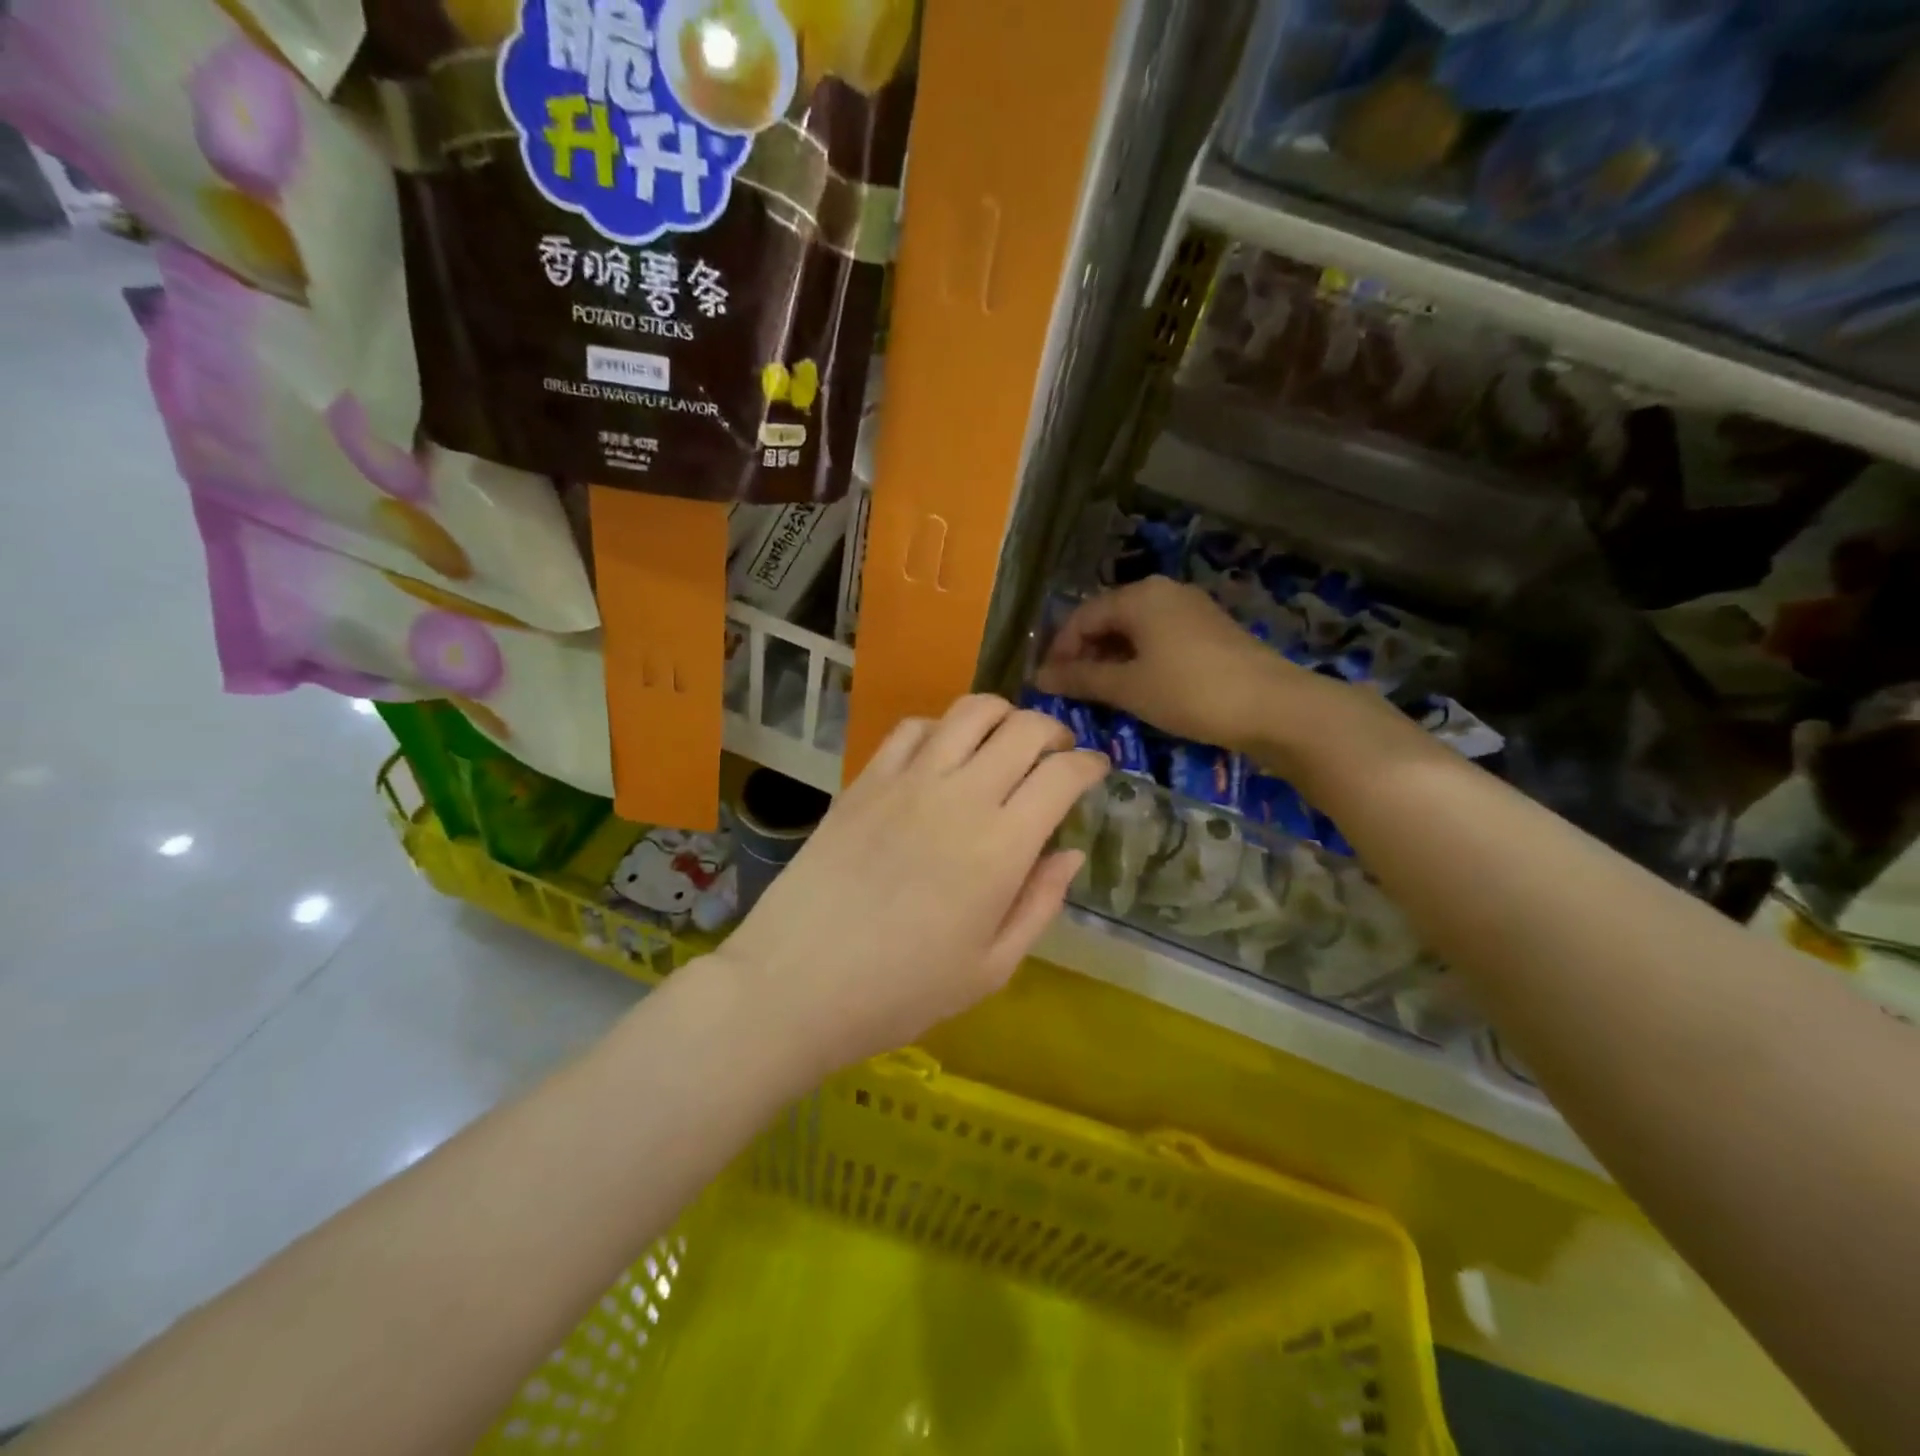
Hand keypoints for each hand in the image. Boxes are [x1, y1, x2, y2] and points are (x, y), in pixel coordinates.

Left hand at [715, 695, 1108, 1076]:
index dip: (1091, 765)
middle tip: (1058, 753)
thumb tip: (1070, 853)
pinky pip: (912, 728)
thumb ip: (1038, 904)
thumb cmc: (901, 992)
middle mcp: (960, 797)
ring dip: (1002, 715)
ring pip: (969, 712)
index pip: (1062, 776)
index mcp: (1001, 847)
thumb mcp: (990, 969)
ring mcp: (907, 781)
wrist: (795, 984)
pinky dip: (942, 727)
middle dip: (1054, 731)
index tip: (1098, 770)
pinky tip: (943, 752)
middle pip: (1023, 729)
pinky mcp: (865, 780)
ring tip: (1006, 740)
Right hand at [1034, 577, 1298, 752]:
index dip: (1059, 650)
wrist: (1273, 706)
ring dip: (1111, 658)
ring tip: (1099, 692)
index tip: (1046, 683)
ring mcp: (1190, 609)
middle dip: (1084, 653)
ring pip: (1135, 629)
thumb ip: (1081, 679)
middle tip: (1070, 689)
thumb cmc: (1189, 692)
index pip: (1082, 617)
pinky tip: (1137, 687)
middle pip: (1108, 618)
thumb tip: (1039, 677)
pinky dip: (1139, 659)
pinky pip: (1159, 638)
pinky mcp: (1209, 630)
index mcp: (1139, 596)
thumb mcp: (1128, 687)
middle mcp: (1163, 592)